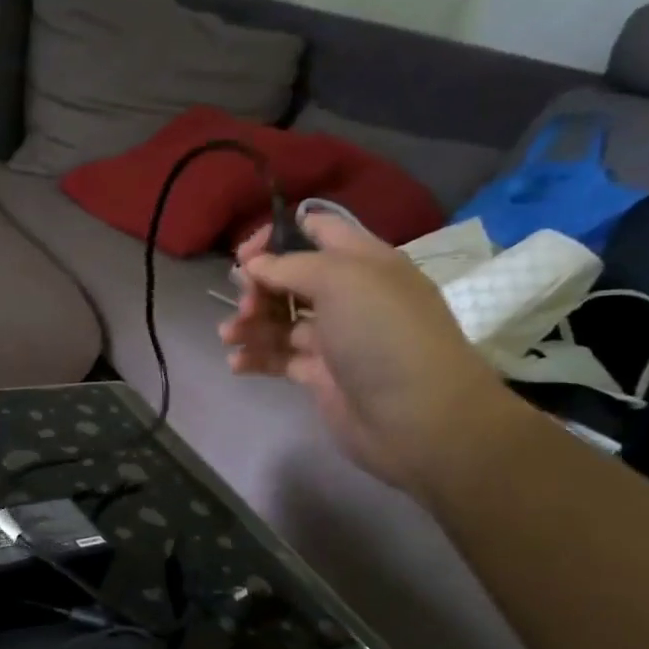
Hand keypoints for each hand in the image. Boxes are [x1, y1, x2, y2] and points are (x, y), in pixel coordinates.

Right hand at [220, 215, 515, 494]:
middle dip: (258, 286)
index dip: (278, 236)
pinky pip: (279, 357)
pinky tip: (237, 363)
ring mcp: (335, 338)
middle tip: (245, 304)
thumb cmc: (383, 335)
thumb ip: (292, 265)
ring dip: (249, 323)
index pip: (318, 230)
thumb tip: (255, 265)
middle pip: (291, 278)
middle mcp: (349, 296)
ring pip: (279, 319)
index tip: (245, 255)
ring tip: (230, 337)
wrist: (417, 419)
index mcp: (364, 263)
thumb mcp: (342, 281)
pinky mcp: (320, 375)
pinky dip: (255, 357)